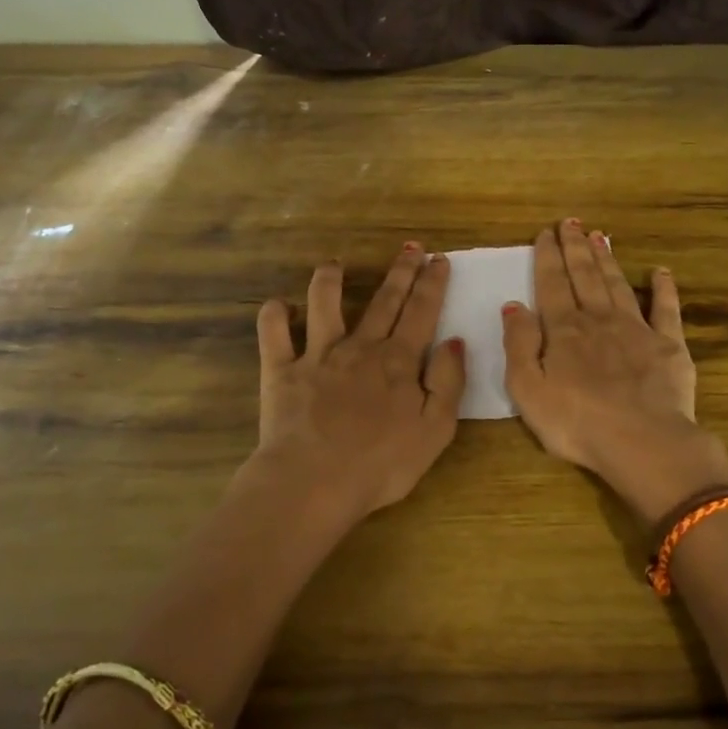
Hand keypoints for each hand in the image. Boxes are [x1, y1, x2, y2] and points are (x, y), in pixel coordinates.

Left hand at [249, 243, 465, 529]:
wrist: (314, 481)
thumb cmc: (382, 463)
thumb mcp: (435, 429)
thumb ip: (448, 382)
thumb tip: (453, 342)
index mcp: (398, 362)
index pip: (422, 312)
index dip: (432, 284)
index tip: (439, 259)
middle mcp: (360, 348)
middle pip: (384, 301)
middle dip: (400, 272)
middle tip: (410, 247)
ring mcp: (317, 356)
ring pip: (323, 305)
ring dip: (329, 280)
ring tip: (334, 264)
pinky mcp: (281, 371)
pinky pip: (273, 334)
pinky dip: (273, 315)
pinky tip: (277, 305)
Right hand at [502, 220, 727, 520]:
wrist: (642, 442)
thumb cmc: (576, 422)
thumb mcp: (527, 389)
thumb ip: (518, 344)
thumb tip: (513, 306)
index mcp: (564, 330)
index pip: (552, 285)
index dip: (547, 258)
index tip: (545, 233)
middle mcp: (599, 320)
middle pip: (585, 276)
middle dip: (575, 248)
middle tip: (570, 222)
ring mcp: (637, 329)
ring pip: (617, 284)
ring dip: (607, 259)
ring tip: (599, 236)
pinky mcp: (669, 345)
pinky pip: (666, 309)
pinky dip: (663, 288)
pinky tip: (661, 272)